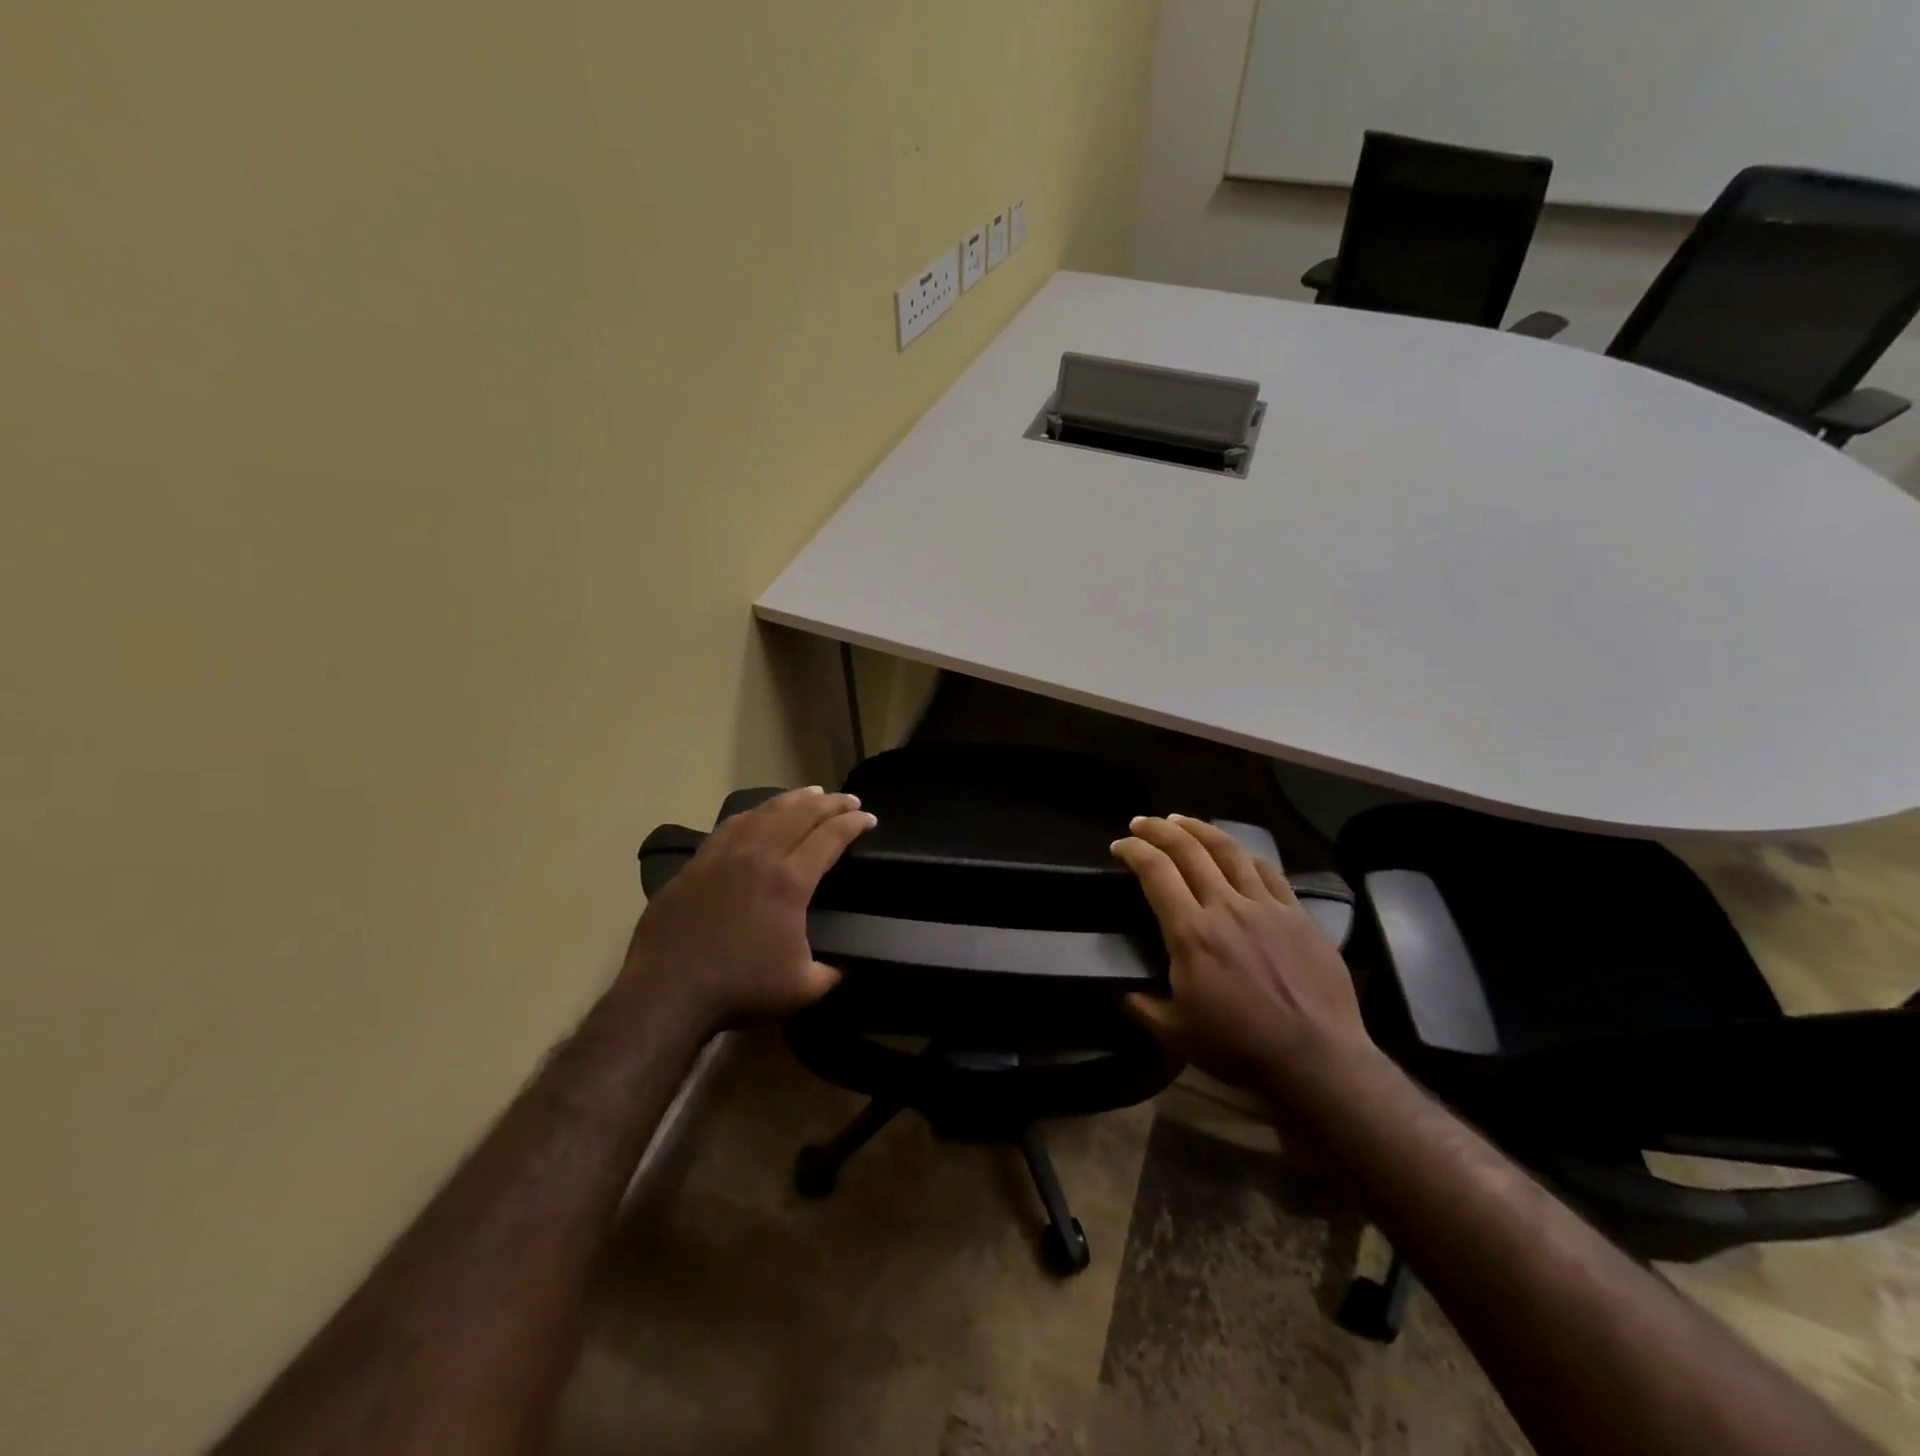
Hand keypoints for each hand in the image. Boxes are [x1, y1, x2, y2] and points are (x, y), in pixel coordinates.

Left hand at [620, 787, 876, 1033]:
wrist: (667, 990)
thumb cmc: (739, 988)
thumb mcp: (802, 988)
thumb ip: (833, 972)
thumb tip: (850, 963)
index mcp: (789, 881)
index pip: (829, 837)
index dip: (853, 824)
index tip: (869, 818)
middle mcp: (759, 856)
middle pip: (800, 814)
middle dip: (830, 803)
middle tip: (848, 799)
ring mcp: (724, 854)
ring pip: (765, 812)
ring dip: (793, 799)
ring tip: (812, 793)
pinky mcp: (698, 862)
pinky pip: (732, 824)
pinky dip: (755, 812)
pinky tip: (760, 812)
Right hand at [1113, 815, 1370, 1093]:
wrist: (1317, 1059)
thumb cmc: (1240, 1047)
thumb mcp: (1175, 1033)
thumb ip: (1142, 1006)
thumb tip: (1122, 992)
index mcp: (1191, 933)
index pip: (1156, 872)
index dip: (1134, 850)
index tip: (1120, 845)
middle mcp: (1226, 907)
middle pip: (1189, 850)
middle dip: (1160, 830)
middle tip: (1142, 822)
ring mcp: (1266, 907)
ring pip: (1230, 851)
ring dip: (1200, 830)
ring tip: (1182, 821)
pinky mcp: (1298, 915)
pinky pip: (1269, 872)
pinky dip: (1245, 855)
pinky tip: (1237, 852)